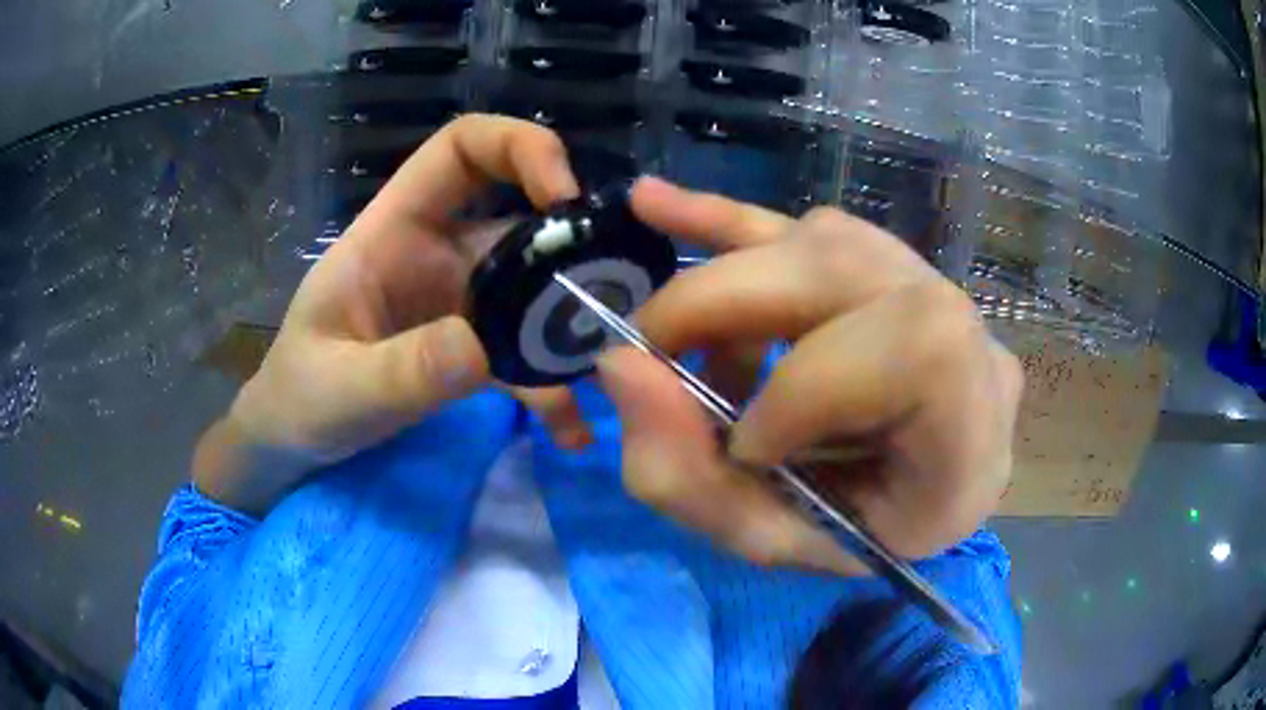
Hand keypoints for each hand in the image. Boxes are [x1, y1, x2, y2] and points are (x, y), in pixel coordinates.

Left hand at [194, 115, 584, 514]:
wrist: (295, 442)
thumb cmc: (299, 398)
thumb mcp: (341, 387)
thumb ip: (403, 370)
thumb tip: (484, 347)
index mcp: (394, 229)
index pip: (461, 148)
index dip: (518, 147)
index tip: (562, 199)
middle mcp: (436, 252)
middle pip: (520, 214)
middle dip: (570, 240)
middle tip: (611, 289)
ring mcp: (459, 302)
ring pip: (535, 287)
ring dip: (573, 321)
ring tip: (605, 370)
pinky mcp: (472, 348)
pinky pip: (525, 352)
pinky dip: (551, 385)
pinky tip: (570, 429)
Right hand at [596, 178, 1023, 573]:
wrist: (900, 496)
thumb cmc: (850, 535)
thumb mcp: (767, 538)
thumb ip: (688, 476)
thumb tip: (620, 365)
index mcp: (973, 440)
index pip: (919, 352)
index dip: (809, 386)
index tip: (743, 442)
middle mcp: (974, 345)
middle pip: (852, 269)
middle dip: (726, 303)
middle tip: (651, 351)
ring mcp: (939, 291)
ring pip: (822, 240)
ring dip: (727, 283)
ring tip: (680, 339)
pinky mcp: (891, 262)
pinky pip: (808, 223)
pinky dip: (723, 219)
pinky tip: (654, 205)